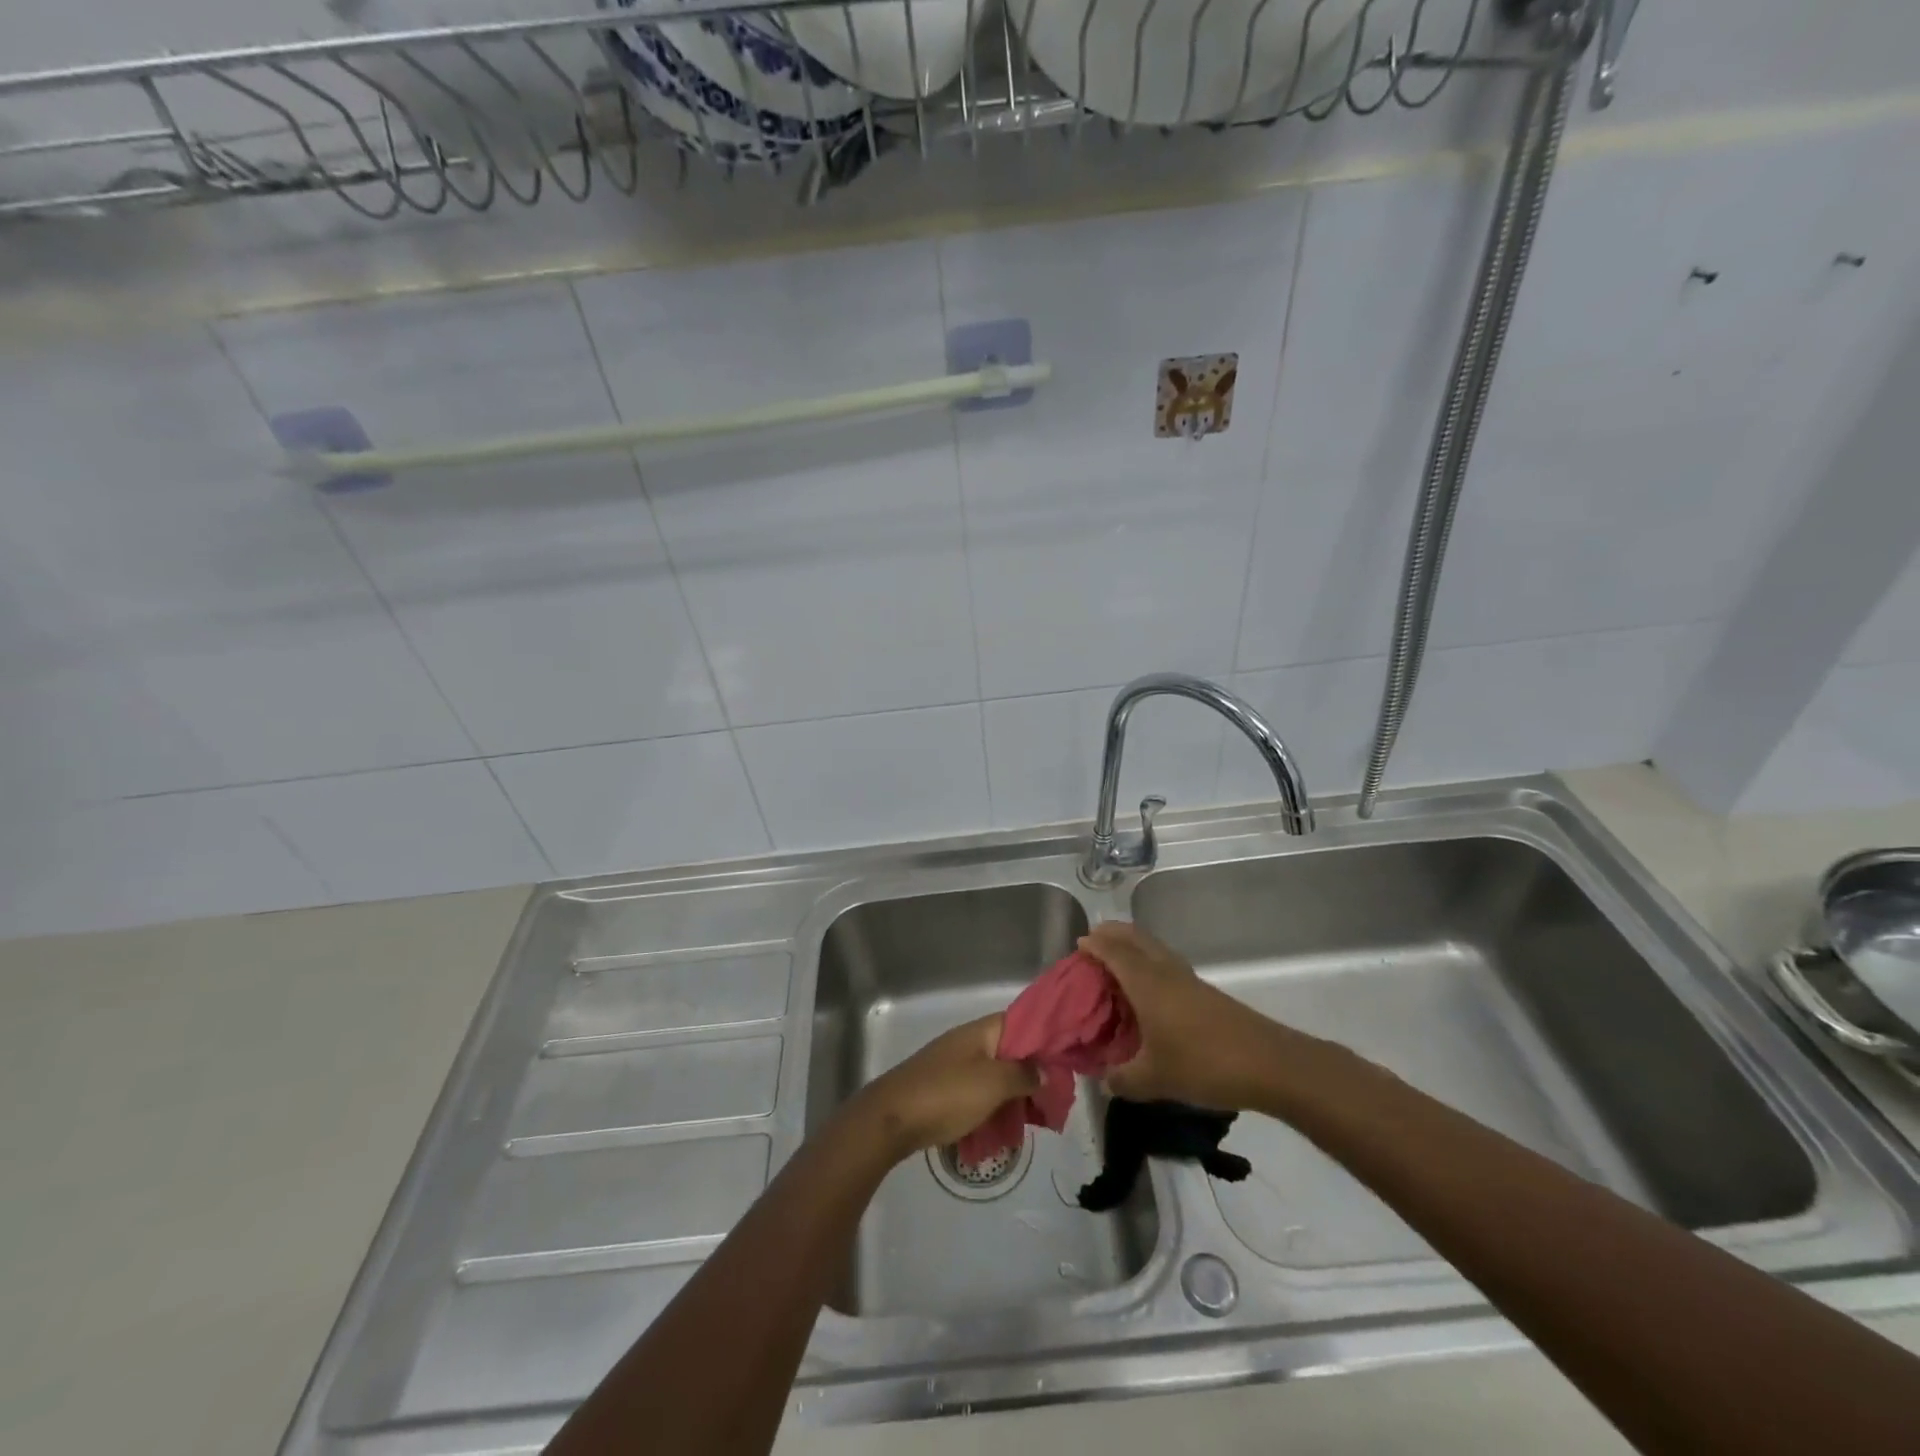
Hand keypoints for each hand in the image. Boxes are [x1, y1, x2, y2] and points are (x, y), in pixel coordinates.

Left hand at [845, 1014, 1039, 1160]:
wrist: (891, 1119)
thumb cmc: (946, 1094)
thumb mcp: (994, 1083)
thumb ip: (1025, 1074)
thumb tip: (1047, 1070)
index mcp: (982, 1031)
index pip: (1023, 1023)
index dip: (1047, 1039)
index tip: (1068, 1061)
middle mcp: (970, 1043)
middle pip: (1012, 1052)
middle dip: (1034, 1075)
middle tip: (1055, 1103)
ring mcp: (955, 1066)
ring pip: (997, 1076)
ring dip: (1016, 1096)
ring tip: (1036, 1122)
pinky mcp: (945, 1090)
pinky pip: (979, 1095)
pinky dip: (995, 1108)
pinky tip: (1006, 1131)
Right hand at [1078, 920, 1292, 1111]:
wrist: (1268, 1064)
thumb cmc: (1204, 1064)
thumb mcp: (1155, 1080)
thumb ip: (1123, 1079)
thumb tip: (1104, 1080)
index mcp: (1147, 983)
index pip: (1114, 952)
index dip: (1095, 944)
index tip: (1078, 944)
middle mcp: (1166, 972)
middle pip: (1136, 937)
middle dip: (1113, 933)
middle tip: (1094, 941)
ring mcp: (1188, 979)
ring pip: (1154, 947)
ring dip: (1133, 945)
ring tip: (1117, 960)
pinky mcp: (1205, 992)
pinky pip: (1166, 963)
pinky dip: (1149, 962)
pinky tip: (1149, 988)